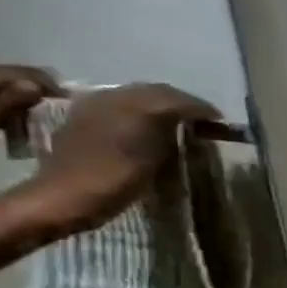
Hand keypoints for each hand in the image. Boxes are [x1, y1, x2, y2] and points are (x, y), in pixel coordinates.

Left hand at [0, 60, 59, 160]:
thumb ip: (12, 100)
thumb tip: (38, 86)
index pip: (29, 73)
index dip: (53, 87)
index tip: (70, 106)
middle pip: (23, 73)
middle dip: (43, 90)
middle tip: (58, 110)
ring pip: (14, 78)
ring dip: (30, 92)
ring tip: (41, 111)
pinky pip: (2, 82)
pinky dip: (16, 93)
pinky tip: (19, 107)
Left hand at [27, 84, 221, 233]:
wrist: (66, 196)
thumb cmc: (117, 179)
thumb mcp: (156, 156)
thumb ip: (172, 129)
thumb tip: (190, 118)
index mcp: (132, 106)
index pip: (176, 98)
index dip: (201, 108)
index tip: (220, 121)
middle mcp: (112, 98)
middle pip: (156, 91)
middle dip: (183, 103)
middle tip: (204, 120)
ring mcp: (94, 106)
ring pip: (138, 95)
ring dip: (162, 105)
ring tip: (180, 122)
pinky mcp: (84, 117)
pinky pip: (120, 103)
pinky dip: (141, 110)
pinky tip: (150, 126)